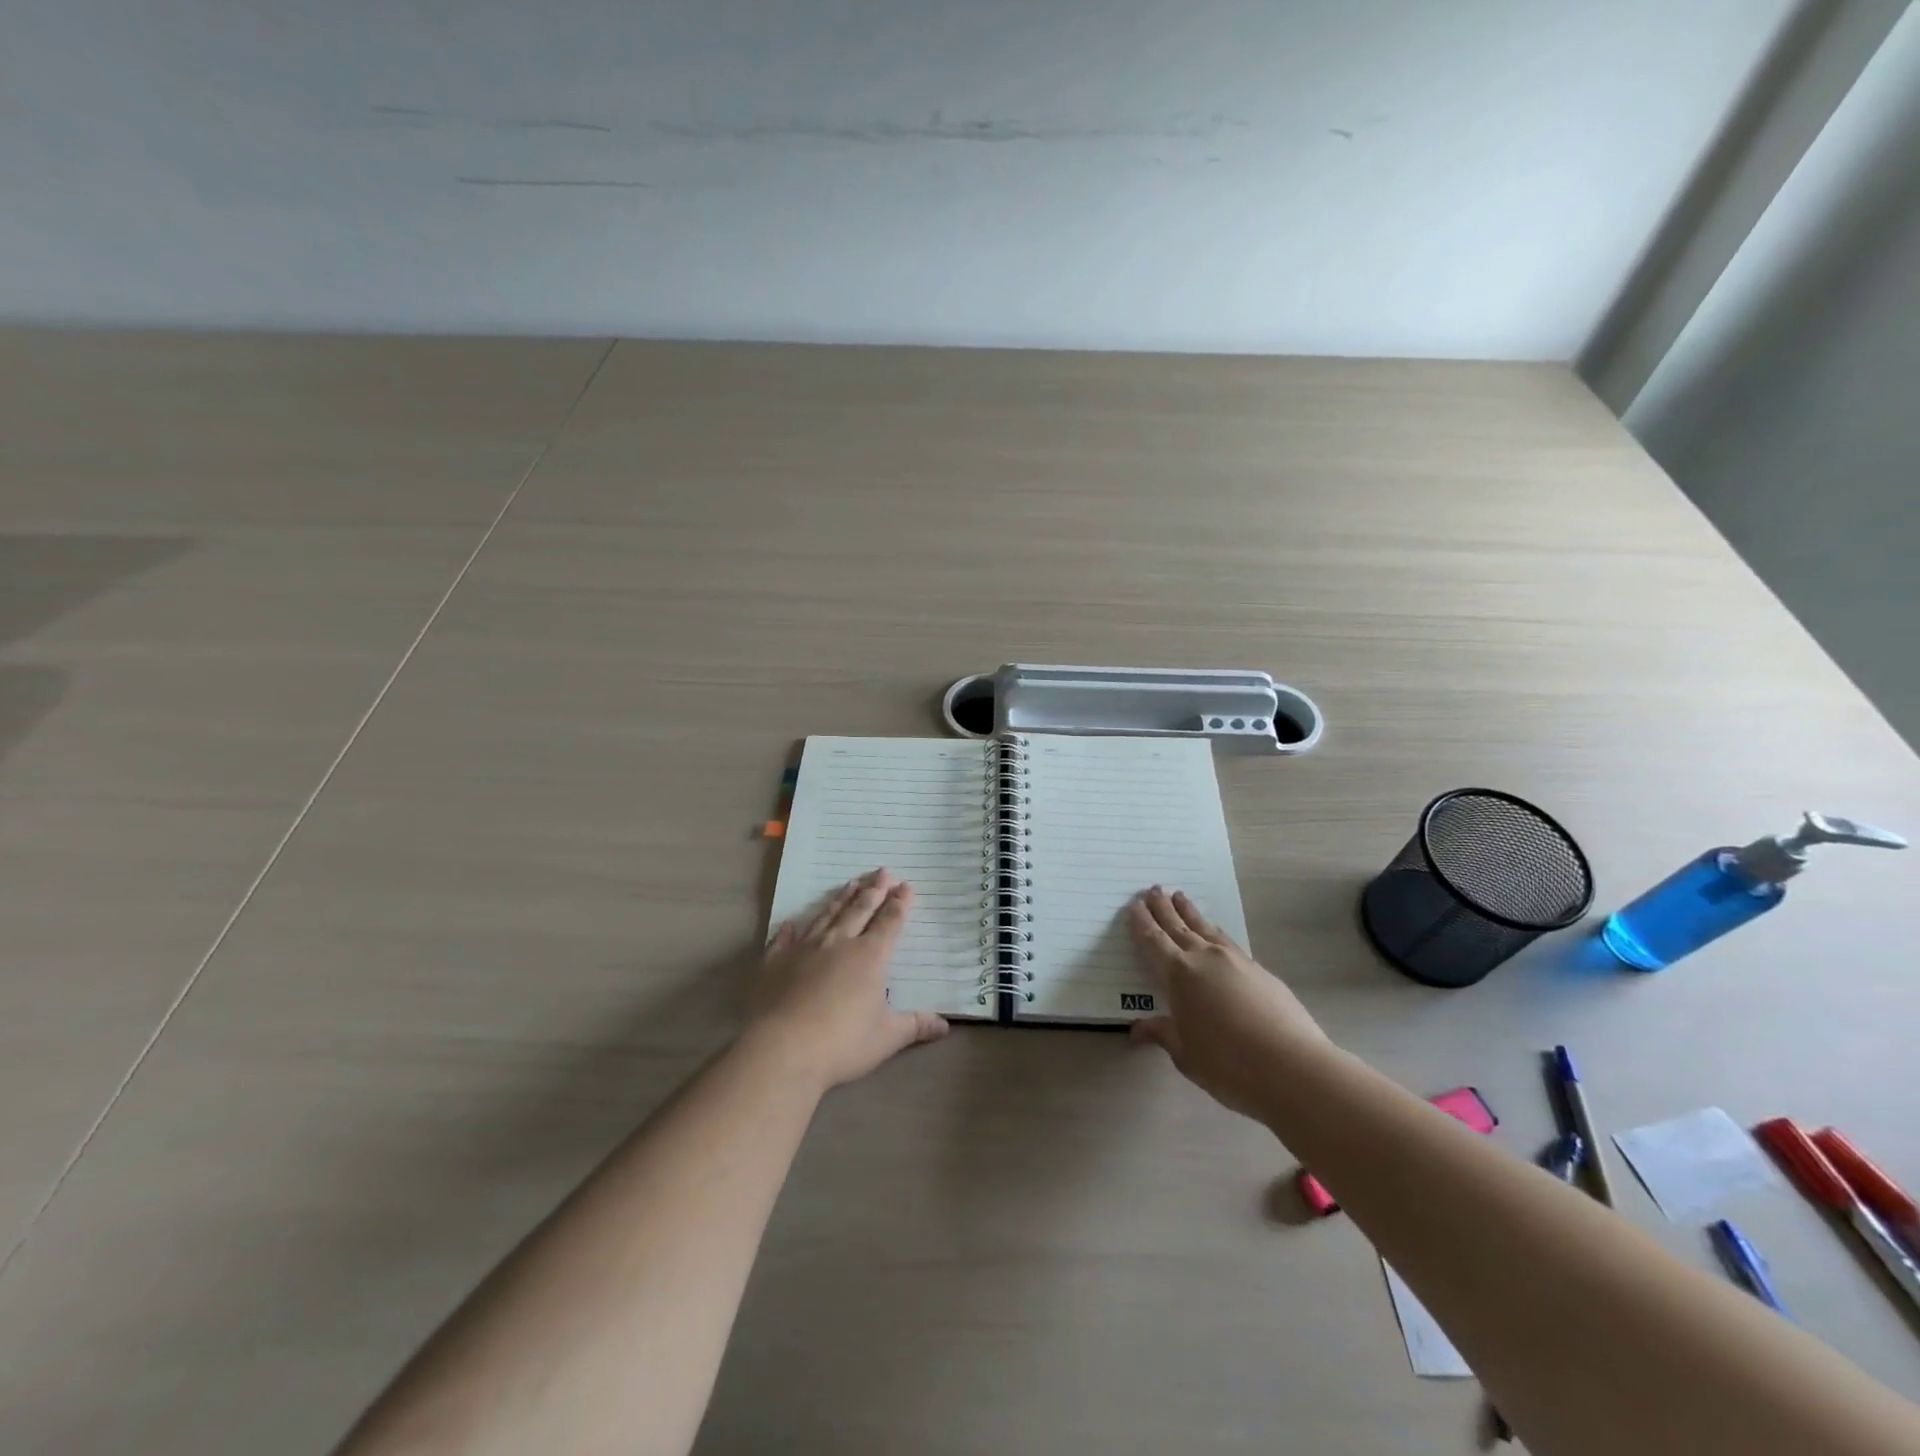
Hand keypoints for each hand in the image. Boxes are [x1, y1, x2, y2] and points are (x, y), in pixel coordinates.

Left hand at [744, 868, 949, 1092]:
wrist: (782, 1049)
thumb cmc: (842, 1043)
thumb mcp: (887, 1038)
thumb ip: (915, 1026)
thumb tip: (945, 1026)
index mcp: (870, 957)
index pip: (889, 922)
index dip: (899, 903)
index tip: (905, 885)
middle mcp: (839, 943)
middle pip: (860, 910)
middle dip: (874, 890)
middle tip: (882, 871)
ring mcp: (804, 949)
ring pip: (827, 916)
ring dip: (841, 899)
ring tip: (851, 883)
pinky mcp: (775, 962)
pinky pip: (784, 939)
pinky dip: (789, 929)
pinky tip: (791, 922)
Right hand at [1127, 886, 1329, 1118]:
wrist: (1291, 1066)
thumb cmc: (1227, 1064)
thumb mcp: (1185, 1054)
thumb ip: (1162, 1034)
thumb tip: (1138, 1028)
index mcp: (1178, 974)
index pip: (1153, 941)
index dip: (1142, 923)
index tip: (1134, 905)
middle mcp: (1204, 958)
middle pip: (1178, 926)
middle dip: (1163, 907)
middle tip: (1154, 889)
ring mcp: (1235, 961)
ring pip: (1205, 928)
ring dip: (1190, 912)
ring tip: (1180, 897)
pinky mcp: (1260, 970)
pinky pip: (1227, 942)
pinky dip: (1214, 932)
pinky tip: (1215, 934)